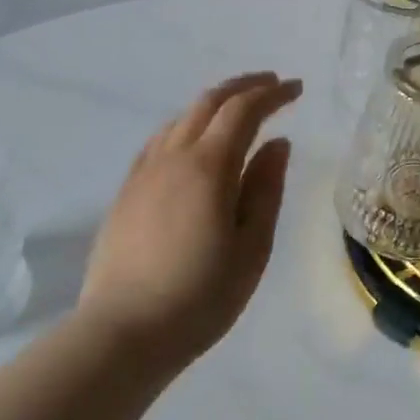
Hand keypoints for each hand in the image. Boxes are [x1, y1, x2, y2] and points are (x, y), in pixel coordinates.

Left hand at [79, 72, 301, 367]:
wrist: (122, 335)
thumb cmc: (200, 295)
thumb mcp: (252, 246)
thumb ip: (266, 188)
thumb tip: (277, 143)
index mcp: (209, 166)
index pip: (244, 110)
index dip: (272, 94)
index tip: (297, 89)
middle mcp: (173, 157)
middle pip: (209, 102)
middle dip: (244, 87)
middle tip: (272, 85)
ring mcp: (144, 173)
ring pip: (181, 118)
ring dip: (214, 103)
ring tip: (238, 108)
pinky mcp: (126, 193)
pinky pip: (159, 141)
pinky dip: (186, 125)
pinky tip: (193, 141)